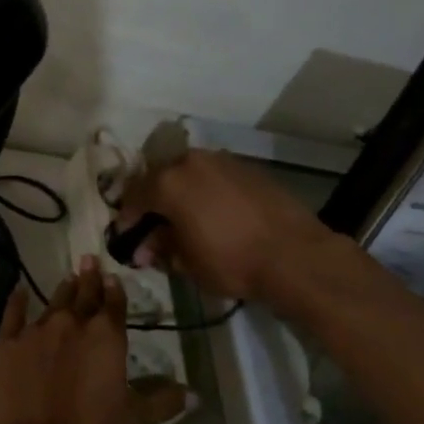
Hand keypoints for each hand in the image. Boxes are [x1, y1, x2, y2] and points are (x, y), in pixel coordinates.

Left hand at [0, 258, 190, 423]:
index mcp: (107, 338)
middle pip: (83, 295)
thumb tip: (194, 393)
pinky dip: (16, 302)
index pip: (114, 305)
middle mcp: (71, 325)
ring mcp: (35, 332)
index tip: (112, 276)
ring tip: (68, 277)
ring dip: (63, 290)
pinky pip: (12, 315)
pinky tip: (18, 292)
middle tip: (88, 259)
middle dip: (89, 277)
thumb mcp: (136, 422)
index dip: (115, 290)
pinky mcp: (5, 345)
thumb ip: (163, 401)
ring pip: (53, 302)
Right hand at [113, 148, 340, 306]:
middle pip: (159, 178)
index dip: (127, 220)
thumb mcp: (186, 263)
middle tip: (156, 229)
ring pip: (189, 174)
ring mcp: (222, 160)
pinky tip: (215, 214)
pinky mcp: (248, 168)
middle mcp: (190, 162)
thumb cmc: (231, 261)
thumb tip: (145, 247)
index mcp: (167, 182)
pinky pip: (215, 177)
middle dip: (154, 203)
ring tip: (187, 220)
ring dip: (181, 194)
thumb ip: (160, 248)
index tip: (129, 240)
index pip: (133, 197)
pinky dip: (207, 192)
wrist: (295, 256)